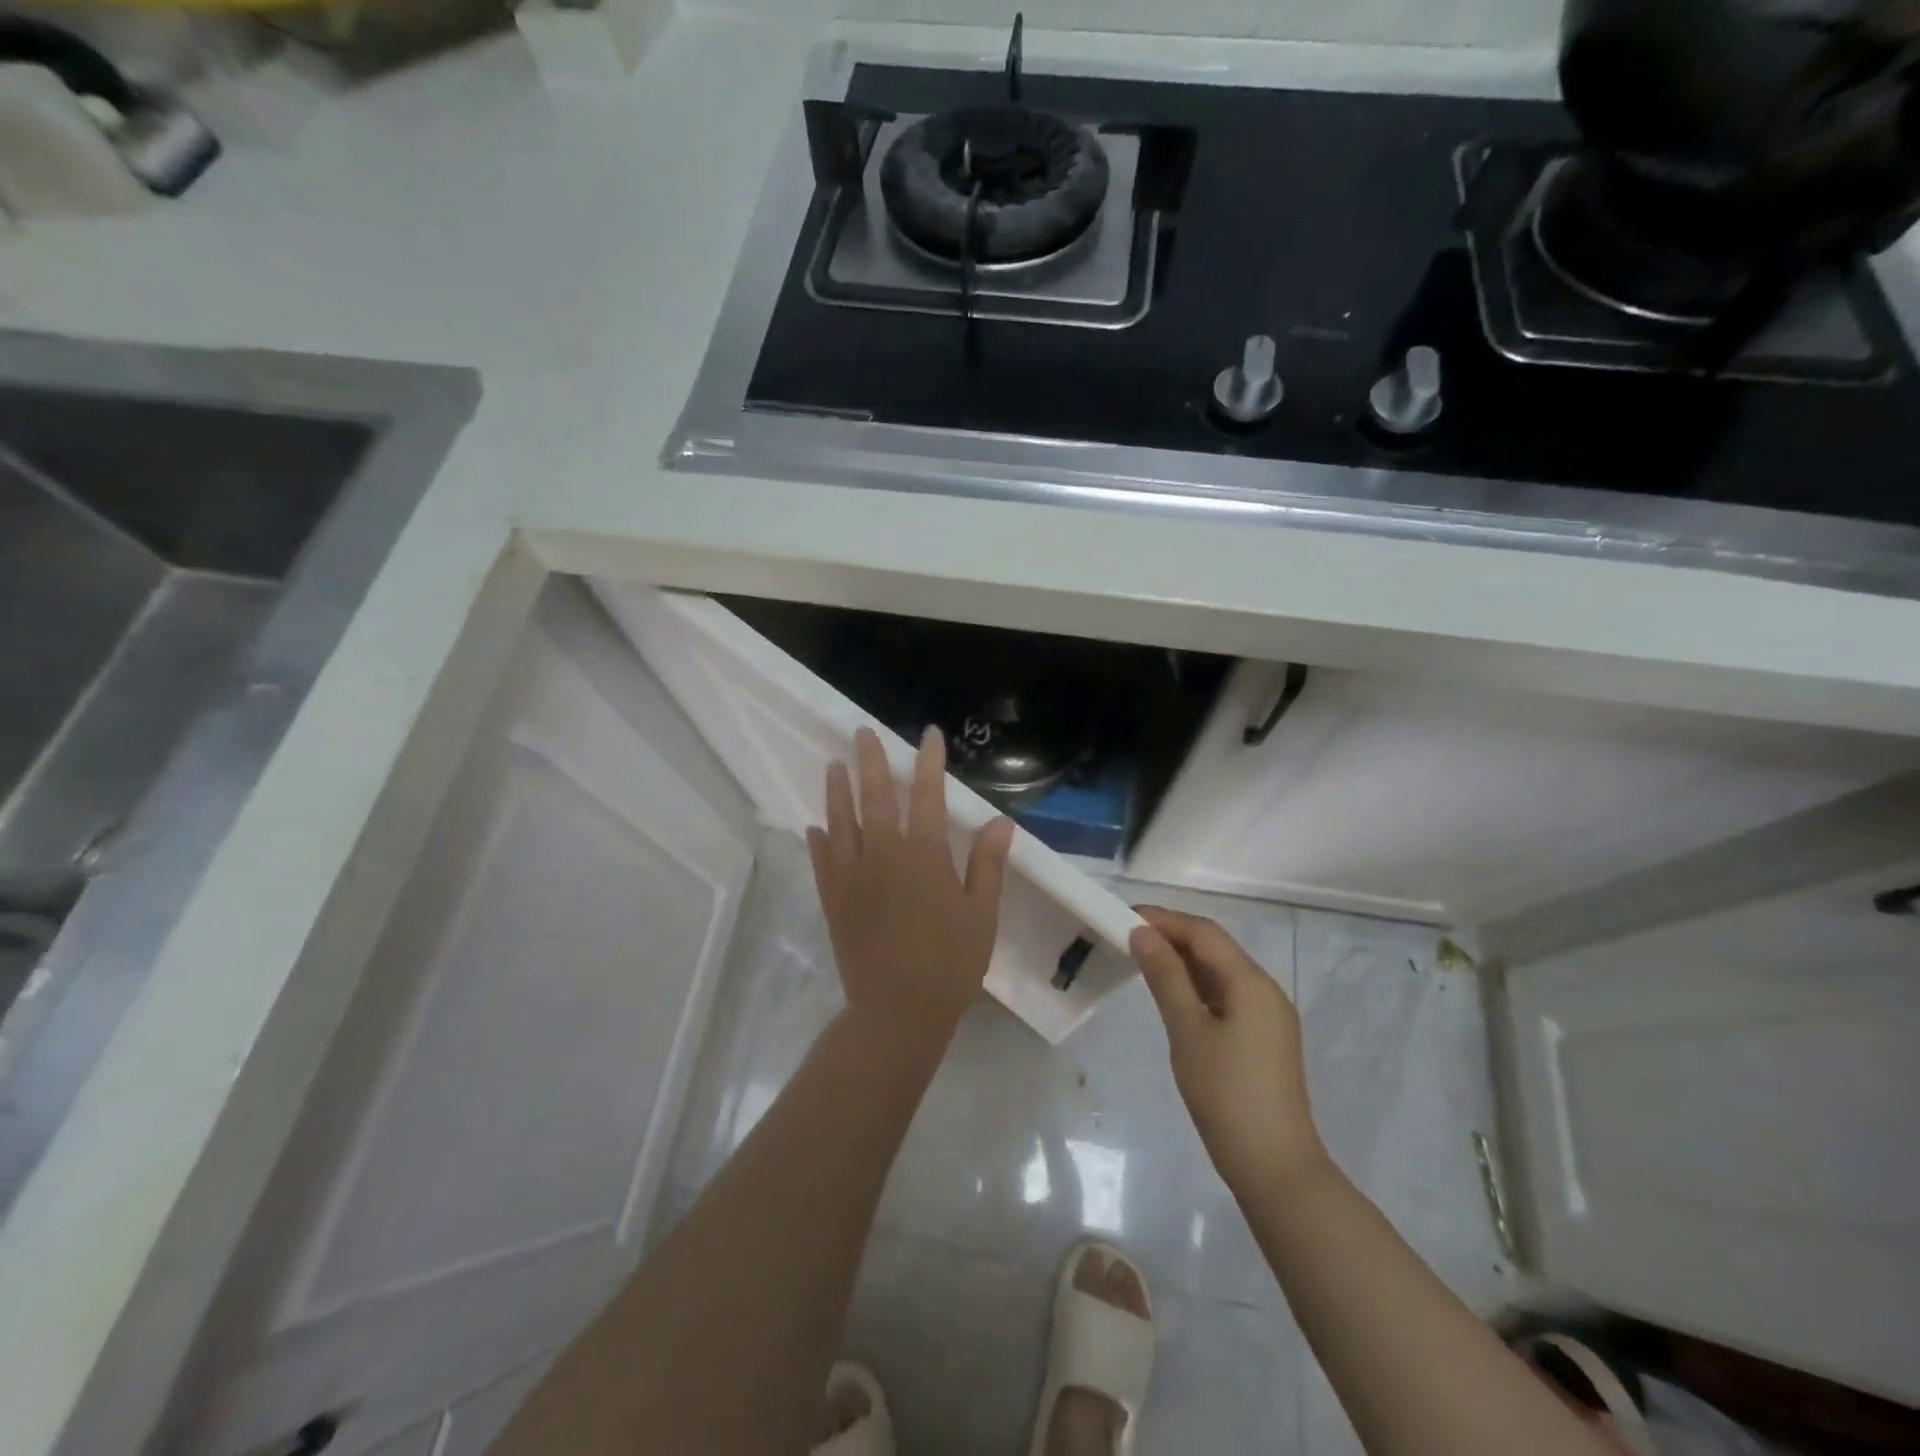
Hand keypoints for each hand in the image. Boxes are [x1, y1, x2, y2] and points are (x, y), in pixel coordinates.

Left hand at [808, 726, 1016, 1045]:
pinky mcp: (834, 900)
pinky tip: (814, 825)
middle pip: (874, 797)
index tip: (927, 735)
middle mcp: (883, 855)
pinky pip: (822, 860)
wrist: (898, 1012)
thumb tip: (1001, 821)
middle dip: (870, 761)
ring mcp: (852, 877)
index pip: (926, 795)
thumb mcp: (981, 915)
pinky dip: (818, 839)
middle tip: (861, 733)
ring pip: (840, 822)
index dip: (928, 762)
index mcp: (923, 856)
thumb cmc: (950, 964)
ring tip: (833, 765)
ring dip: (837, 791)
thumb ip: (987, 864)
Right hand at [1130, 906, 1326, 1196]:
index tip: (1124, 916)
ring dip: (1183, 961)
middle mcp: (1266, 991)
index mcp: (1252, 983)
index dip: (1164, 919)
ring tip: (1141, 960)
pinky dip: (1196, 987)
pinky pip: (1226, 996)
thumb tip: (1142, 933)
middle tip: (1127, 936)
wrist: (1276, 1168)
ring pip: (1220, 972)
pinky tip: (1172, 996)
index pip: (1204, 933)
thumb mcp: (1188, 1031)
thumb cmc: (1226, 1095)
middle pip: (1215, 948)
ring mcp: (1268, 1017)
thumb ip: (1165, 977)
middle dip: (1172, 937)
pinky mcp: (1264, 1040)